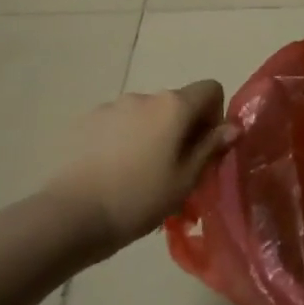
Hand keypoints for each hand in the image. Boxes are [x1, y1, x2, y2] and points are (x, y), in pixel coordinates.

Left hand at [45, 80, 236, 252]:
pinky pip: (117, 124)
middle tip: (175, 170)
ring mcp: (111, 106)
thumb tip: (232, 127)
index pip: (210, 89)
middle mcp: (144, 97)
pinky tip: (112, 173)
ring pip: (145, 115)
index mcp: (173, 106)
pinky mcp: (85, 121)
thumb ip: (211, 148)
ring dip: (151, 135)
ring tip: (139, 175)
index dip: (215, 115)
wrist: (70, 215)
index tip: (205, 149)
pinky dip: (123, 140)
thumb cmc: (139, 199)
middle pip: (176, 103)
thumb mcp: (185, 180)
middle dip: (182, 129)